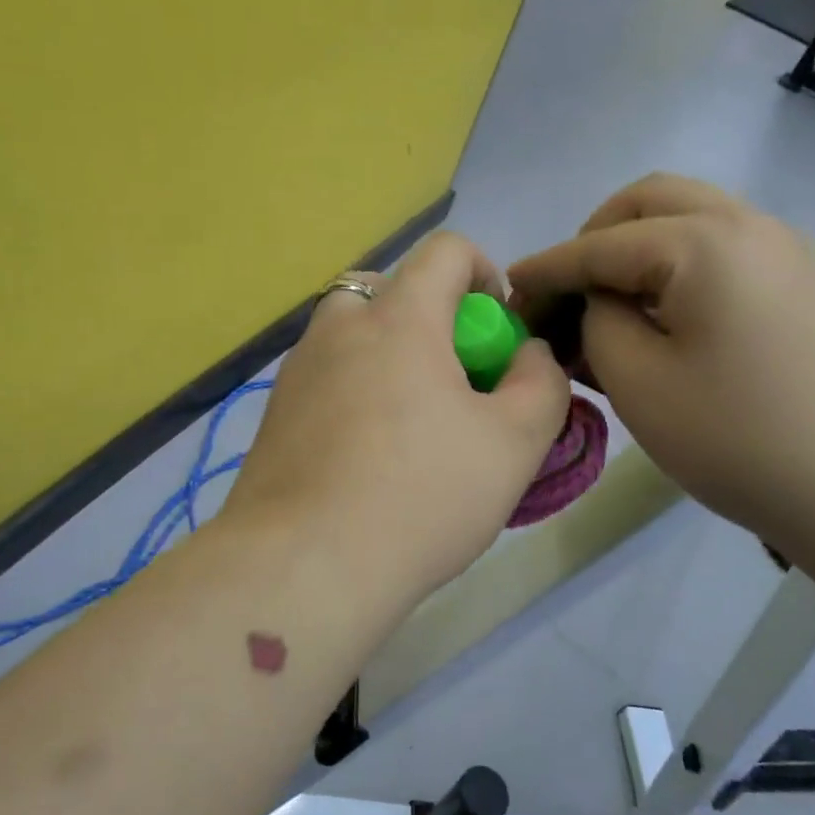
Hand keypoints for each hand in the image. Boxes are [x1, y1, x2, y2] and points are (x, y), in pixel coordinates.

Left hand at [220, 232, 570, 601]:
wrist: (305, 565)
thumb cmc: (422, 495)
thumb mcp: (515, 442)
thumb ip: (540, 382)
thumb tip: (527, 354)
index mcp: (399, 318)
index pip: (446, 249)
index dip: (484, 274)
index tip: (496, 333)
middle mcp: (340, 326)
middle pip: (392, 289)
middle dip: (433, 319)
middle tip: (453, 382)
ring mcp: (298, 368)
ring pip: (353, 333)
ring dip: (389, 353)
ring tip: (410, 420)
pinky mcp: (274, 410)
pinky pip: (326, 375)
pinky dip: (354, 388)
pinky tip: (365, 453)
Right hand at [508, 174, 814, 548]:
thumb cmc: (739, 437)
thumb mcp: (638, 382)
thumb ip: (598, 321)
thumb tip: (596, 300)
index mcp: (701, 242)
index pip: (599, 245)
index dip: (547, 268)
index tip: (509, 288)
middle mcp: (747, 224)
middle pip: (649, 201)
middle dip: (595, 236)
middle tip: (571, 290)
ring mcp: (785, 248)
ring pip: (691, 217)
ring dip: (639, 246)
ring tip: (615, 304)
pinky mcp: (804, 280)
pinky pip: (723, 247)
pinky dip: (679, 263)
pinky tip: (669, 316)